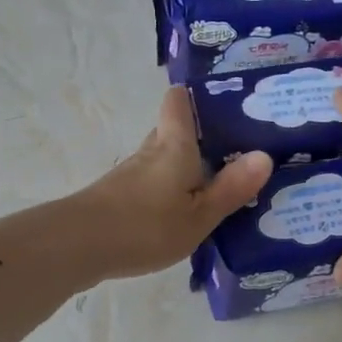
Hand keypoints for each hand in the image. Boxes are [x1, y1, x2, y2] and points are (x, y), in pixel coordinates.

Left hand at [72, 88, 271, 280]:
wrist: (77, 246)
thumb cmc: (145, 226)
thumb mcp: (199, 215)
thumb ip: (231, 188)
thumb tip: (264, 155)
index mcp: (174, 146)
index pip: (178, 102)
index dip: (196, 95)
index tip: (223, 101)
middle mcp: (150, 151)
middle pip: (172, 131)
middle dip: (198, 137)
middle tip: (234, 150)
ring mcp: (130, 175)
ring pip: (162, 160)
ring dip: (184, 167)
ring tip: (216, 183)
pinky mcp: (117, 197)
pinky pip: (151, 184)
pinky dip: (168, 190)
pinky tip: (182, 212)